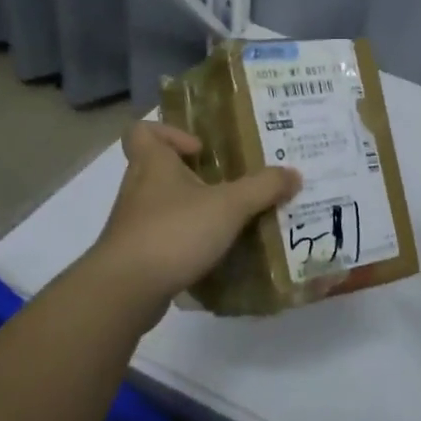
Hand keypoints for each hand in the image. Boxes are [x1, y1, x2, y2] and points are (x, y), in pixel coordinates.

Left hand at [85, 122, 299, 322]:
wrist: (127, 289)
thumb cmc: (174, 232)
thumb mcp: (229, 206)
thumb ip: (263, 188)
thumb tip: (293, 173)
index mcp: (152, 164)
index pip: (143, 131)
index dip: (169, 132)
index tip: (201, 149)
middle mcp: (138, 188)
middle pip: (159, 169)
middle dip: (193, 177)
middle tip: (229, 187)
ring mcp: (133, 224)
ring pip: (163, 206)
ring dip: (192, 211)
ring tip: (228, 223)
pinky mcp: (137, 255)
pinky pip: (164, 239)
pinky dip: (186, 243)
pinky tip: (213, 256)